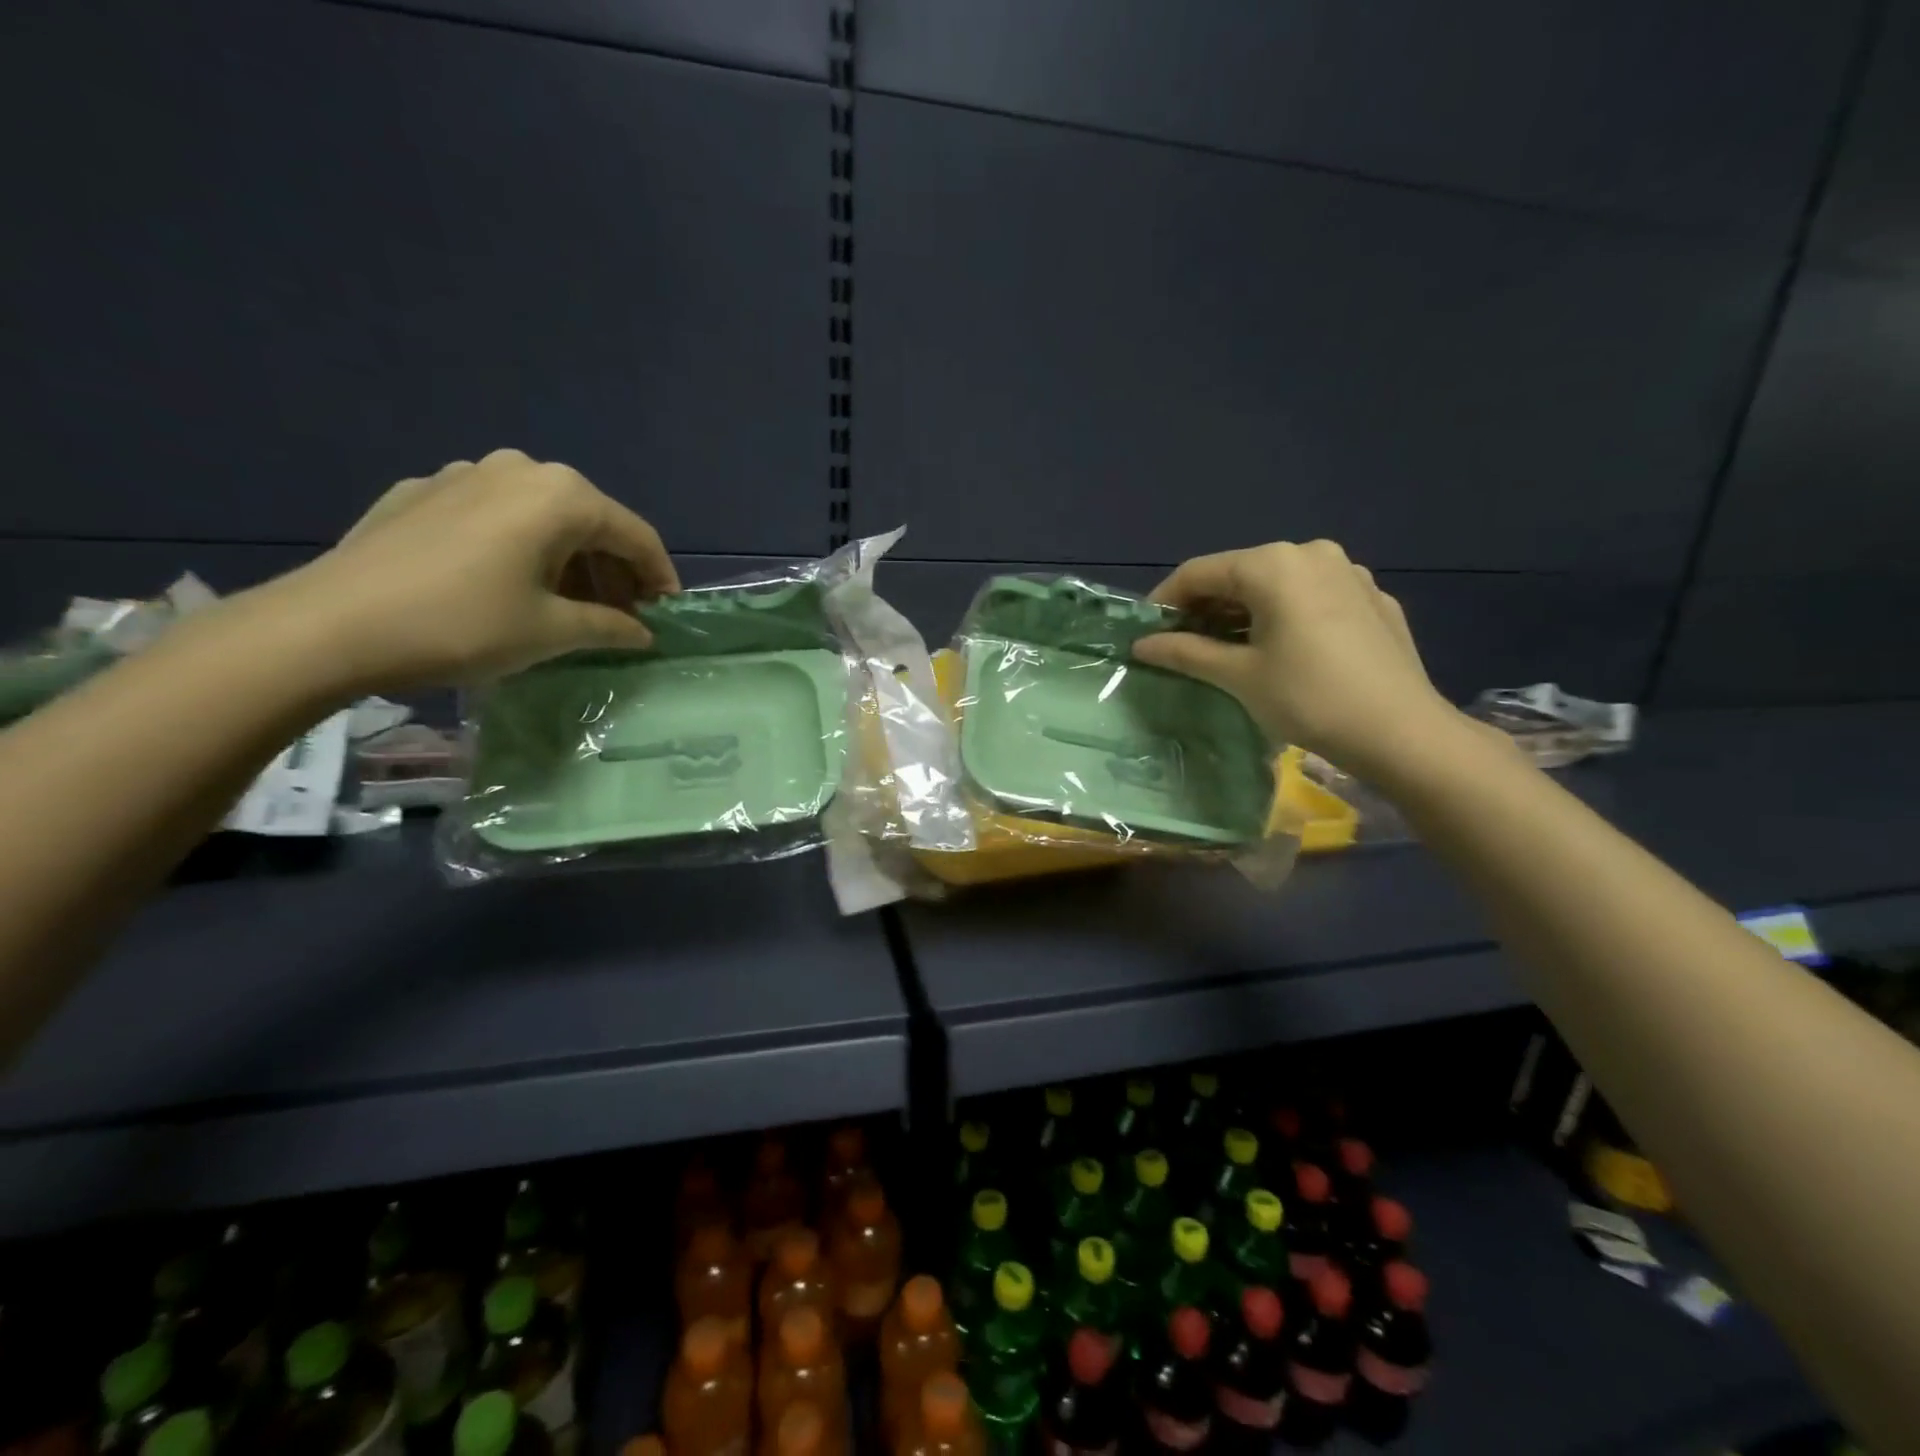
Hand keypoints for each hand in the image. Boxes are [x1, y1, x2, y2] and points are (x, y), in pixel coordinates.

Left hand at [278, 449, 679, 691]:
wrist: (329, 626)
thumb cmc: (463, 625)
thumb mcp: (552, 632)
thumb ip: (610, 627)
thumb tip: (642, 632)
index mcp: (560, 496)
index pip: (635, 535)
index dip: (659, 577)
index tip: (666, 614)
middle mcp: (518, 469)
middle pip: (589, 521)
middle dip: (613, 571)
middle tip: (622, 616)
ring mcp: (463, 475)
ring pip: (541, 517)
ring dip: (568, 561)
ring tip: (570, 606)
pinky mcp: (422, 493)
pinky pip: (494, 517)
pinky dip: (520, 549)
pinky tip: (509, 587)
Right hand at [1132, 539, 1459, 778]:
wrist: (1403, 732)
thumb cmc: (1309, 698)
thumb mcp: (1237, 676)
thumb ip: (1184, 652)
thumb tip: (1141, 645)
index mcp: (1274, 564)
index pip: (1199, 572)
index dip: (1164, 600)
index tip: (1145, 631)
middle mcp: (1311, 553)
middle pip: (1239, 574)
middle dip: (1204, 607)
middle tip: (1181, 644)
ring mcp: (1349, 572)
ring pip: (1277, 585)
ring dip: (1243, 612)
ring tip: (1226, 649)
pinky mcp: (1373, 598)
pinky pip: (1312, 597)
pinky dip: (1284, 616)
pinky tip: (1281, 650)